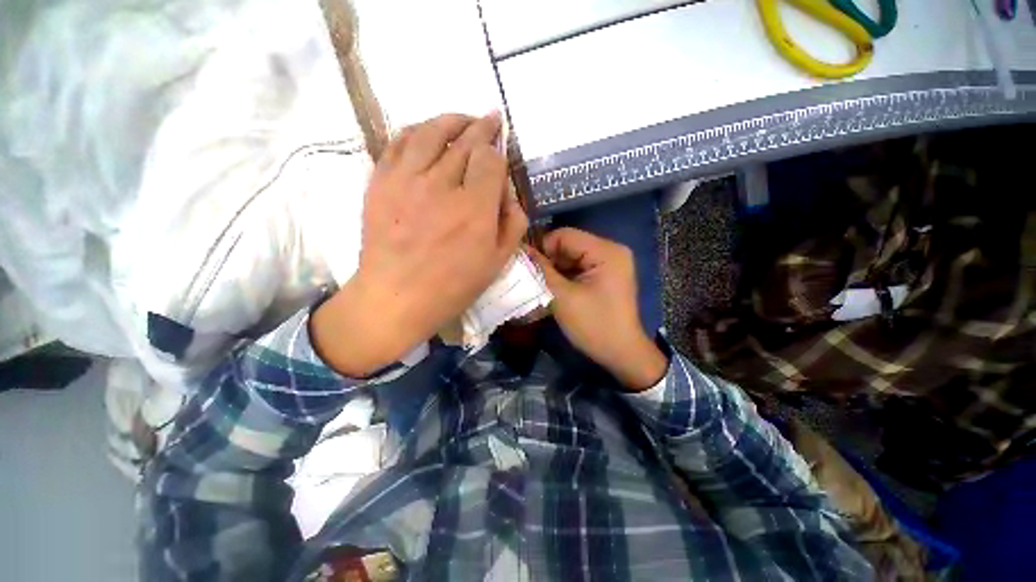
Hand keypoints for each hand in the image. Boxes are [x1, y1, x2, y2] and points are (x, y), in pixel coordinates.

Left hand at [312, 113, 527, 376]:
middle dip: (483, 127)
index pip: (490, 160)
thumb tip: (510, 194)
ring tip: (463, 119)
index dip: (498, 153)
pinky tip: (426, 132)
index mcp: (474, 210)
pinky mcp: (381, 182)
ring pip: (431, 132)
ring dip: (451, 121)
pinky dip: (416, 130)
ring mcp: (406, 180)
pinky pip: (398, 143)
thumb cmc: (452, 286)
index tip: (500, 157)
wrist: (396, 297)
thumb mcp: (497, 263)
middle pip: (465, 141)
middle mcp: (442, 186)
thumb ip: (513, 224)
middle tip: (491, 120)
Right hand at [531, 228, 667, 390]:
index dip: (542, 248)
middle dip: (549, 260)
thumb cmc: (594, 325)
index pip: (564, 235)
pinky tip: (555, 289)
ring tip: (542, 285)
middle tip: (533, 278)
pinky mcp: (606, 275)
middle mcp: (611, 250)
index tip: (527, 267)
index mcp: (606, 251)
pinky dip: (565, 276)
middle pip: (569, 245)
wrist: (622, 353)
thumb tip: (521, 251)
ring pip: (572, 257)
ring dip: (556, 270)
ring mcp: (610, 263)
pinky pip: (579, 267)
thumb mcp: (563, 297)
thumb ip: (541, 271)